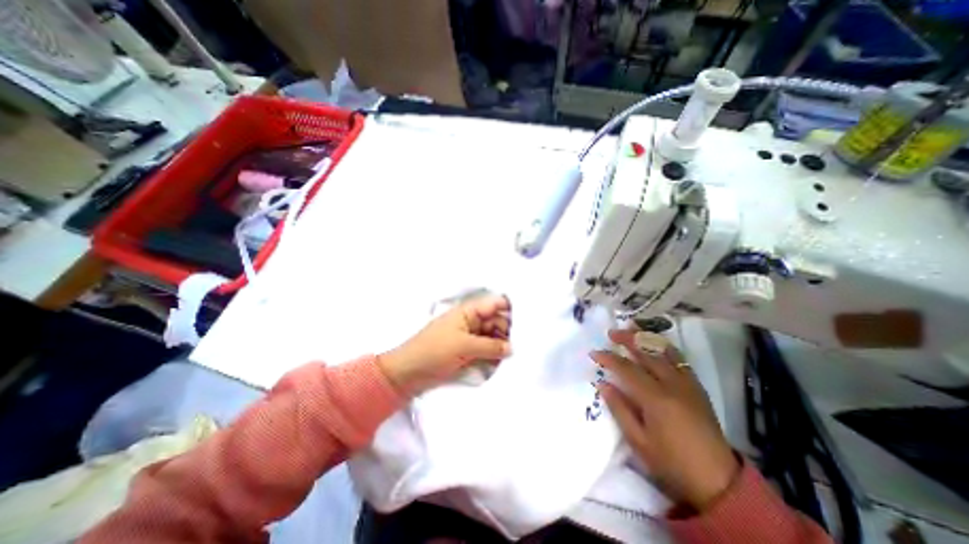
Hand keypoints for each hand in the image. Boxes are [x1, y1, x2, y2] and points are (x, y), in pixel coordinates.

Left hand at [377, 295, 512, 397]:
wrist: (408, 374)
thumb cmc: (433, 352)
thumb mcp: (464, 346)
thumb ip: (491, 346)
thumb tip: (513, 348)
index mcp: (469, 312)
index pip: (494, 305)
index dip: (510, 309)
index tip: (529, 320)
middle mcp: (472, 322)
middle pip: (497, 321)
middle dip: (509, 331)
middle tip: (524, 345)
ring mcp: (470, 338)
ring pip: (493, 337)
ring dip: (503, 345)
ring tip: (516, 356)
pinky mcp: (468, 353)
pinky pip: (487, 351)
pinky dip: (495, 355)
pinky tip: (505, 363)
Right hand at [592, 328, 743, 510]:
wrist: (717, 481)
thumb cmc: (672, 462)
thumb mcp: (638, 441)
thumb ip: (619, 409)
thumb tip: (602, 383)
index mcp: (656, 399)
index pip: (626, 369)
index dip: (608, 358)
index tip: (594, 352)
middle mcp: (672, 384)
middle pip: (647, 353)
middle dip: (627, 339)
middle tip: (612, 332)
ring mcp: (687, 384)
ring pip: (665, 351)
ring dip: (647, 337)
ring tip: (633, 328)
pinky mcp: (697, 387)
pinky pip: (680, 359)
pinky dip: (665, 347)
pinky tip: (656, 344)